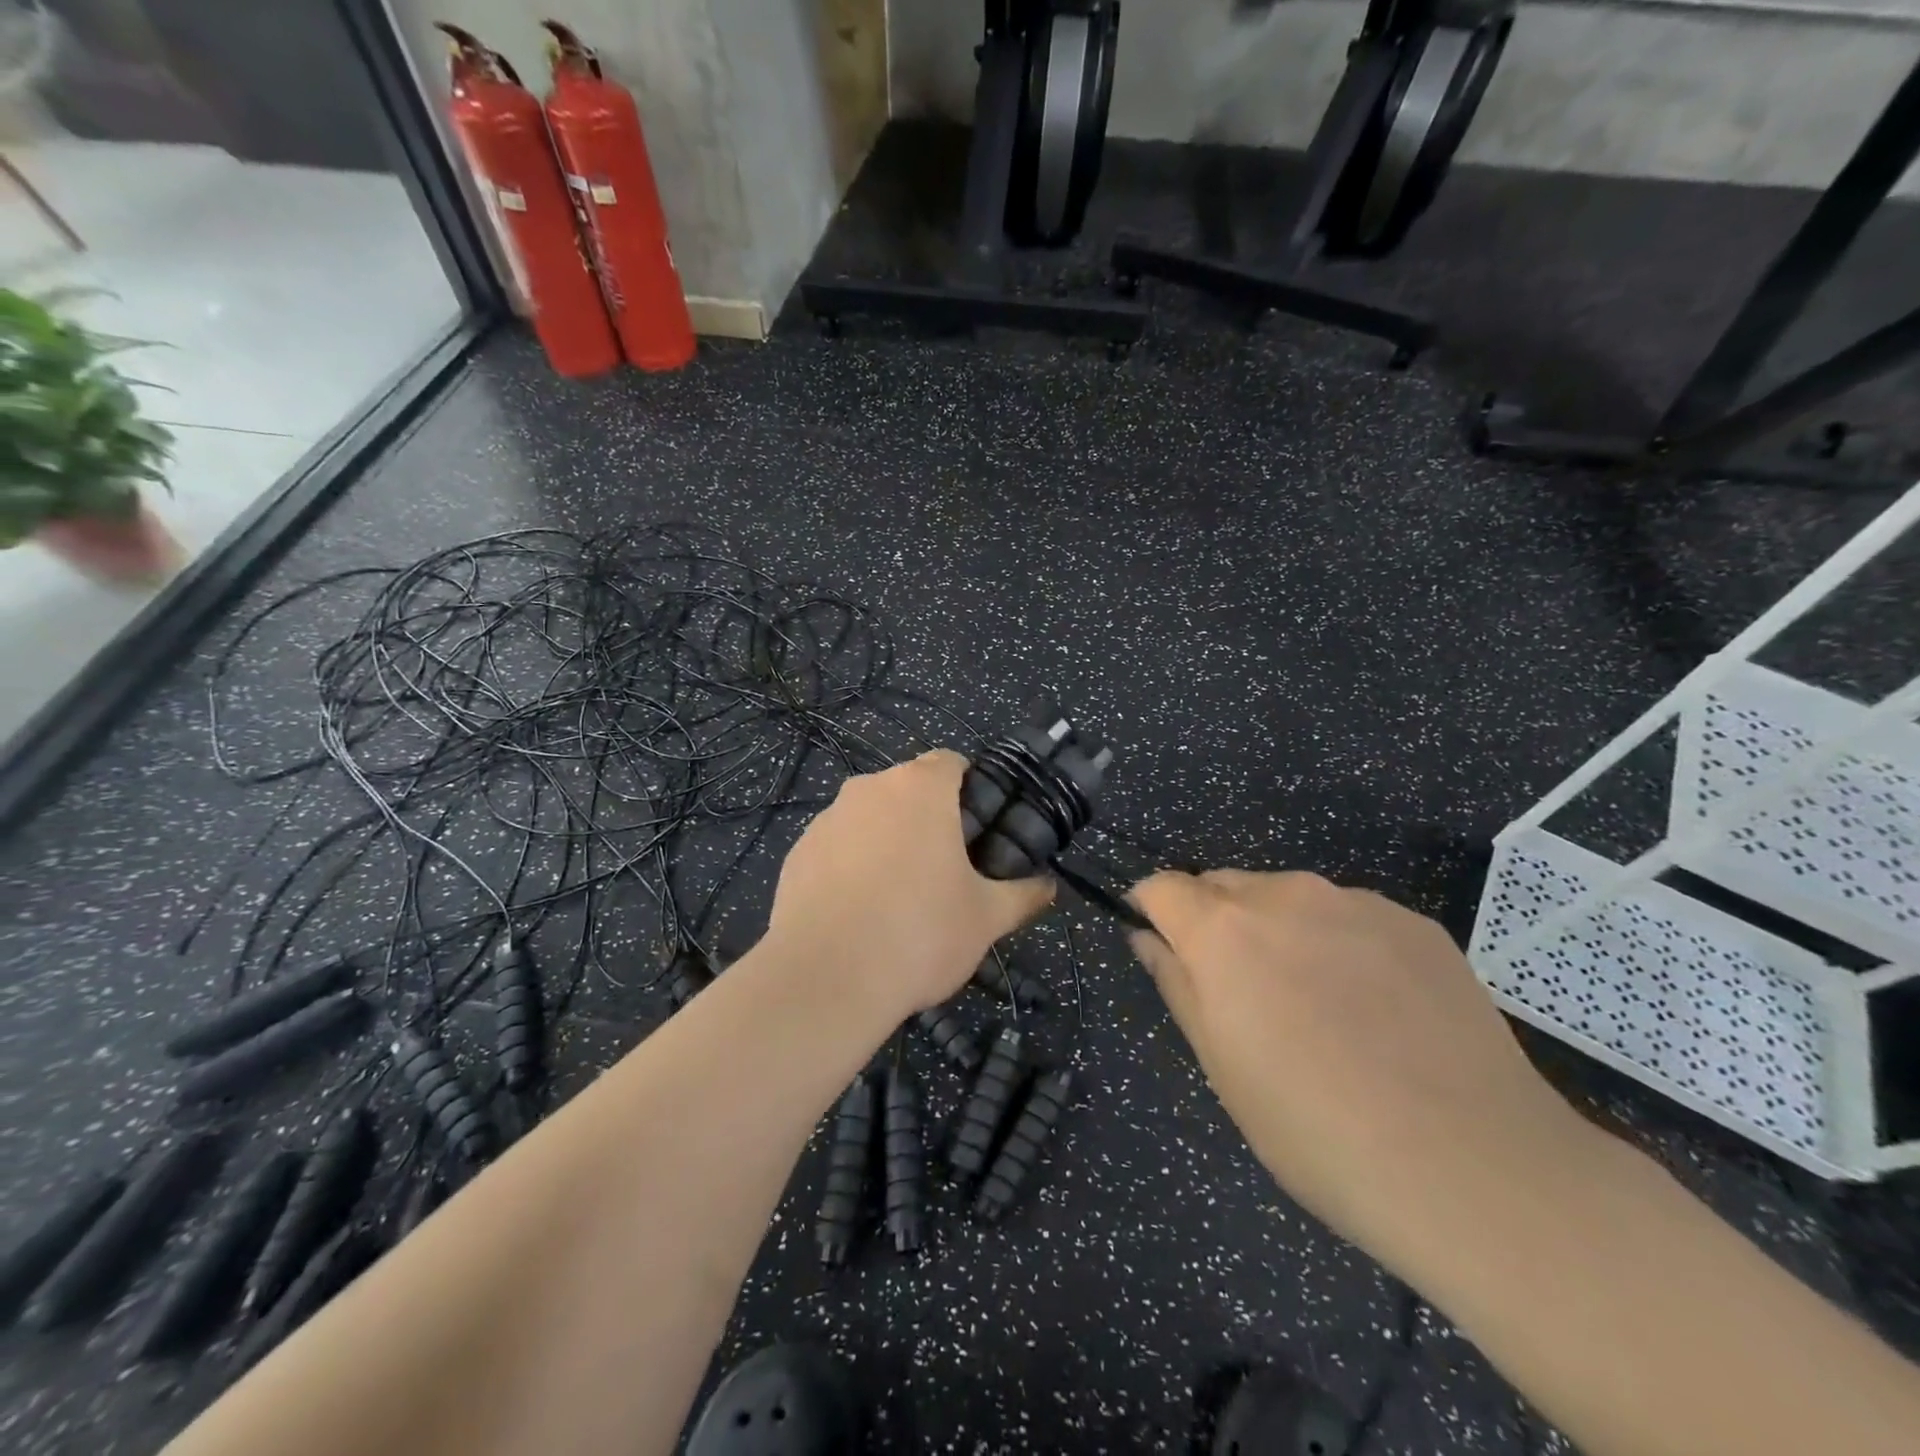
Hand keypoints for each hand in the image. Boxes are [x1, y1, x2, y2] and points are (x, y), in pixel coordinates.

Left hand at [768, 751, 1052, 1021]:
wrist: (825, 979)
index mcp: (919, 788)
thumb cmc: (920, 934)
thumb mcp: (986, 919)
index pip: (951, 763)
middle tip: (946, 869)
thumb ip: (1022, 895)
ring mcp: (826, 819)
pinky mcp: (796, 853)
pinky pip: (836, 847)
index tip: (978, 829)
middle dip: (928, 819)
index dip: (970, 789)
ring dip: (887, 841)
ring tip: (898, 898)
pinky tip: (858, 913)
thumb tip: (1047, 886)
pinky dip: (850, 866)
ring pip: (869, 817)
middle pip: (907, 789)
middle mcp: (869, 789)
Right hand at [1130, 869, 1601, 1276]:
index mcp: (1222, 931)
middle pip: (1223, 885)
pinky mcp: (1414, 922)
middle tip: (1242, 992)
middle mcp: (1283, 895)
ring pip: (1288, 897)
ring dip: (1278, 930)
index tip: (1162, 946)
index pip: (1163, 886)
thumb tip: (1147, 938)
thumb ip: (1176, 984)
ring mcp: (1355, 902)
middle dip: (1214, 921)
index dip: (1153, 911)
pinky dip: (1339, 942)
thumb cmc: (1316, 1130)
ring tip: (1316, 1004)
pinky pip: (1349, 915)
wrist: (1475, 1168)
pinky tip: (1376, 1008)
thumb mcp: (1221, 1066)